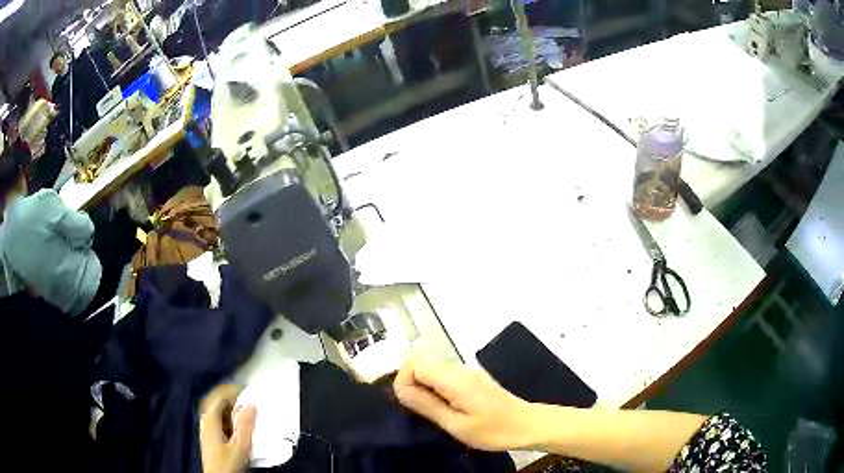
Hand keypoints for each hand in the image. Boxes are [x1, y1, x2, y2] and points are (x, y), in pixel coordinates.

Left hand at [199, 385, 255, 472]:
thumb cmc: (227, 463)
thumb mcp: (241, 445)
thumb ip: (245, 425)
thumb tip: (250, 405)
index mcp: (210, 418)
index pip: (219, 394)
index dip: (232, 389)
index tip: (247, 389)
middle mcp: (205, 419)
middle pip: (215, 399)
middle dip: (230, 396)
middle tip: (246, 397)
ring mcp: (205, 427)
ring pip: (215, 408)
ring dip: (228, 405)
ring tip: (243, 409)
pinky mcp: (208, 435)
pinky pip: (216, 417)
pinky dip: (226, 414)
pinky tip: (235, 423)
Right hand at [393, 353, 535, 451]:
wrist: (527, 425)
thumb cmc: (493, 430)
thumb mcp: (456, 424)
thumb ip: (426, 405)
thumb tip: (400, 387)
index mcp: (453, 379)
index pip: (413, 363)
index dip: (405, 381)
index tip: (412, 405)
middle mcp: (459, 369)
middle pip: (421, 364)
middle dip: (413, 385)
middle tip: (425, 412)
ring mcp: (467, 372)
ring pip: (432, 371)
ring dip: (425, 389)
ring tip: (438, 413)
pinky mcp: (472, 378)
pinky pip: (444, 377)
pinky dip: (438, 390)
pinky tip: (449, 409)